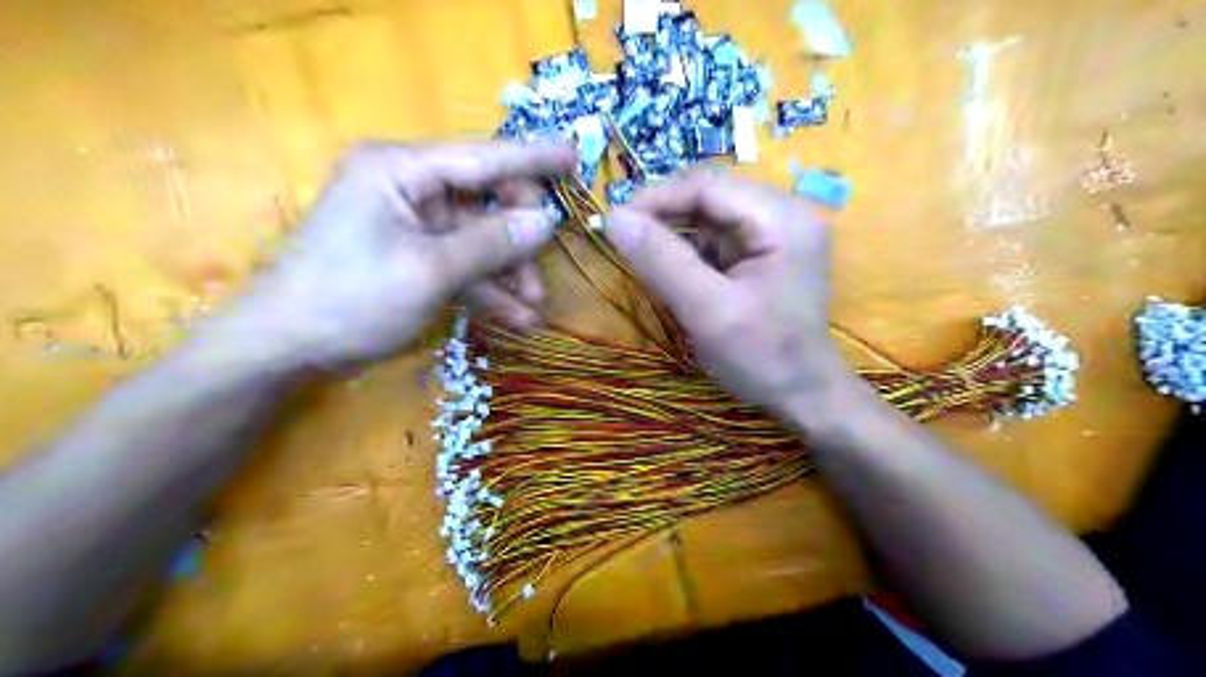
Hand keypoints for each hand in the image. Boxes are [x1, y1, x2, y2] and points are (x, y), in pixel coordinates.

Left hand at [230, 138, 584, 368]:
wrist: (282, 350)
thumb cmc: (350, 298)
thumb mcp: (429, 270)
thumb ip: (492, 243)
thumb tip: (547, 220)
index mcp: (400, 169)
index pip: (481, 157)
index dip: (532, 158)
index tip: (576, 155)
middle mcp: (406, 187)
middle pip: (483, 201)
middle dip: (517, 239)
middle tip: (541, 273)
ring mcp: (408, 224)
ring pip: (476, 239)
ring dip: (506, 273)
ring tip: (533, 310)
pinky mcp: (409, 256)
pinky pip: (459, 264)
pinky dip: (485, 289)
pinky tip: (514, 318)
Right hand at [602, 170, 846, 410]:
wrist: (804, 395)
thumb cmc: (762, 357)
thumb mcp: (707, 311)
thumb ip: (661, 261)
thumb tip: (613, 217)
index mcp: (781, 219)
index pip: (707, 186)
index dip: (656, 198)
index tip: (614, 224)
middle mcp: (784, 212)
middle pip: (709, 195)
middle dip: (663, 215)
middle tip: (625, 240)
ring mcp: (777, 231)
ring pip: (710, 215)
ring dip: (674, 233)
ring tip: (645, 258)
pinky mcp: (766, 251)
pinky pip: (718, 236)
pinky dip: (690, 249)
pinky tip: (675, 270)